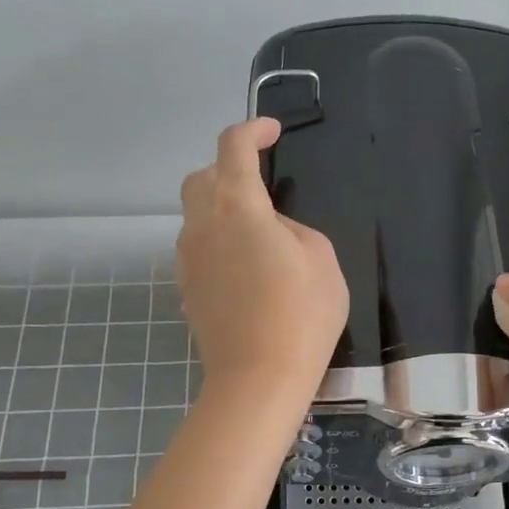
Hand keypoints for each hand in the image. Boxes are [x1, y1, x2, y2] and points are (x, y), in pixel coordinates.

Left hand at [176, 119, 347, 394]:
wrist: (258, 379)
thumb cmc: (301, 313)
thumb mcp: (320, 257)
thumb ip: (292, 229)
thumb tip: (271, 230)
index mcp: (237, 206)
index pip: (233, 147)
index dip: (252, 130)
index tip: (271, 132)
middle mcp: (202, 225)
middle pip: (200, 177)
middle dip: (226, 168)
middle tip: (259, 182)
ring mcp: (188, 260)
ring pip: (195, 215)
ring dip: (221, 209)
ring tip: (258, 233)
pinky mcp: (188, 290)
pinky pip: (199, 249)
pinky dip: (218, 242)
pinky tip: (245, 269)